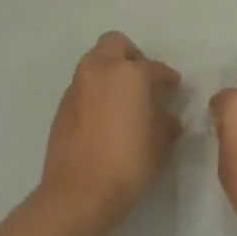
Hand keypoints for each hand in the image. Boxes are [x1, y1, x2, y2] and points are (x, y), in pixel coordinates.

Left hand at [41, 32, 182, 222]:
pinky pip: (83, 88)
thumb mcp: (160, 141)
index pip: (154, 67)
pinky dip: (96, 93)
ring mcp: (76, 87)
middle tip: (144, 79)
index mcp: (128, 73)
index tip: (174, 87)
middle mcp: (99, 70)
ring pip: (95, 64)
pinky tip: (106, 118)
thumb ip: (166, 121)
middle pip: (114, 44)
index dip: (167, 77)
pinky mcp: (62, 107)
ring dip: (110, 73)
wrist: (80, 191)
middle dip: (131, 56)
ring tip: (125, 100)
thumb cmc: (128, 161)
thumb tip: (167, 117)